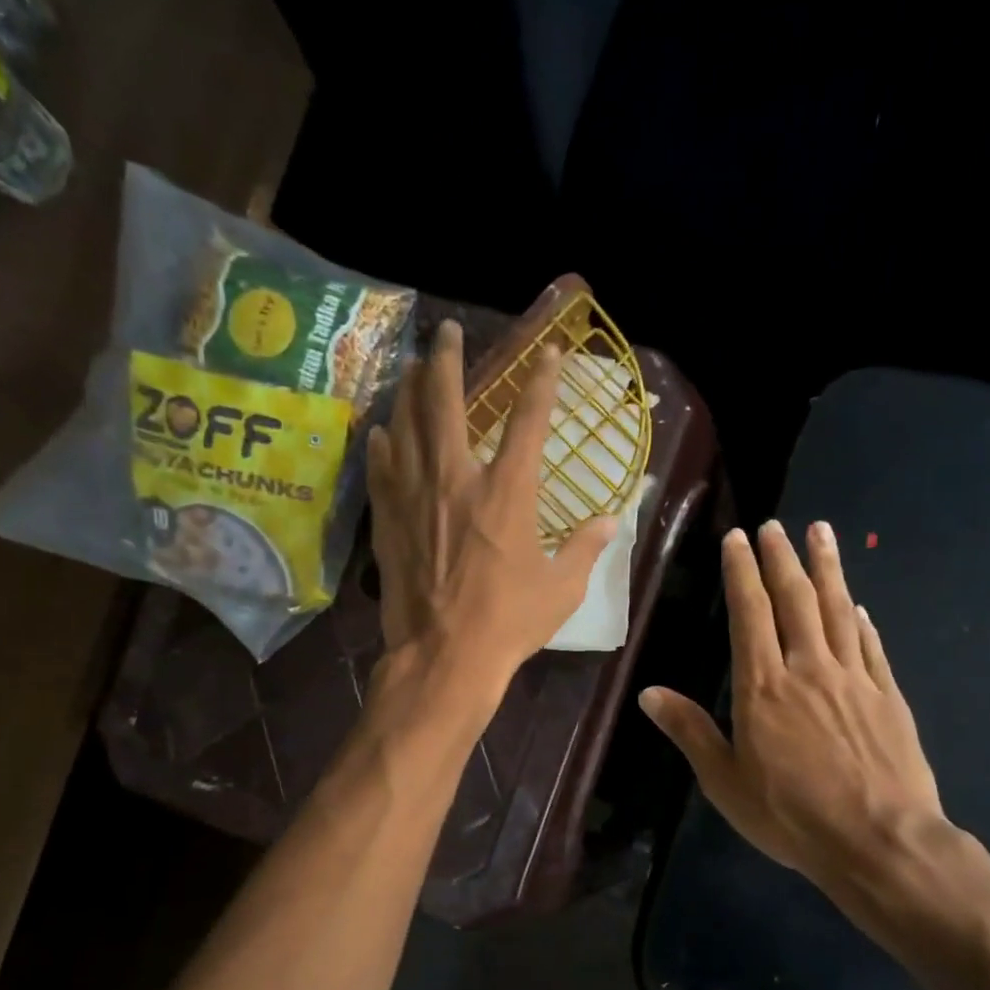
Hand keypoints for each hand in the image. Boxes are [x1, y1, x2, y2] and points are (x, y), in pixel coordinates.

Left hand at [367, 318, 617, 696]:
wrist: (445, 657)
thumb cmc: (510, 623)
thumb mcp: (562, 588)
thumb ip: (586, 547)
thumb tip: (609, 520)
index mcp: (508, 493)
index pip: (528, 421)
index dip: (542, 382)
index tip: (549, 353)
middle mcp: (457, 480)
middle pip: (446, 404)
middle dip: (448, 361)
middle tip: (447, 332)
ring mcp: (416, 498)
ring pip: (407, 426)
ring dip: (410, 391)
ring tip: (413, 366)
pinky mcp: (389, 522)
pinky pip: (382, 470)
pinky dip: (382, 445)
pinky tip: (380, 430)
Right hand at [640, 520, 960, 916]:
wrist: (880, 841)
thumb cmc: (792, 816)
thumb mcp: (726, 782)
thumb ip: (690, 732)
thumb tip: (648, 693)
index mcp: (763, 687)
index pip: (750, 615)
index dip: (742, 573)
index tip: (737, 540)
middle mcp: (808, 669)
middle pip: (795, 600)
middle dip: (782, 558)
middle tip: (775, 525)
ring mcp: (854, 679)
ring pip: (838, 610)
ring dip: (828, 569)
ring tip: (821, 533)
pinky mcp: (888, 696)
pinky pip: (871, 646)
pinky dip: (862, 619)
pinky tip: (858, 604)